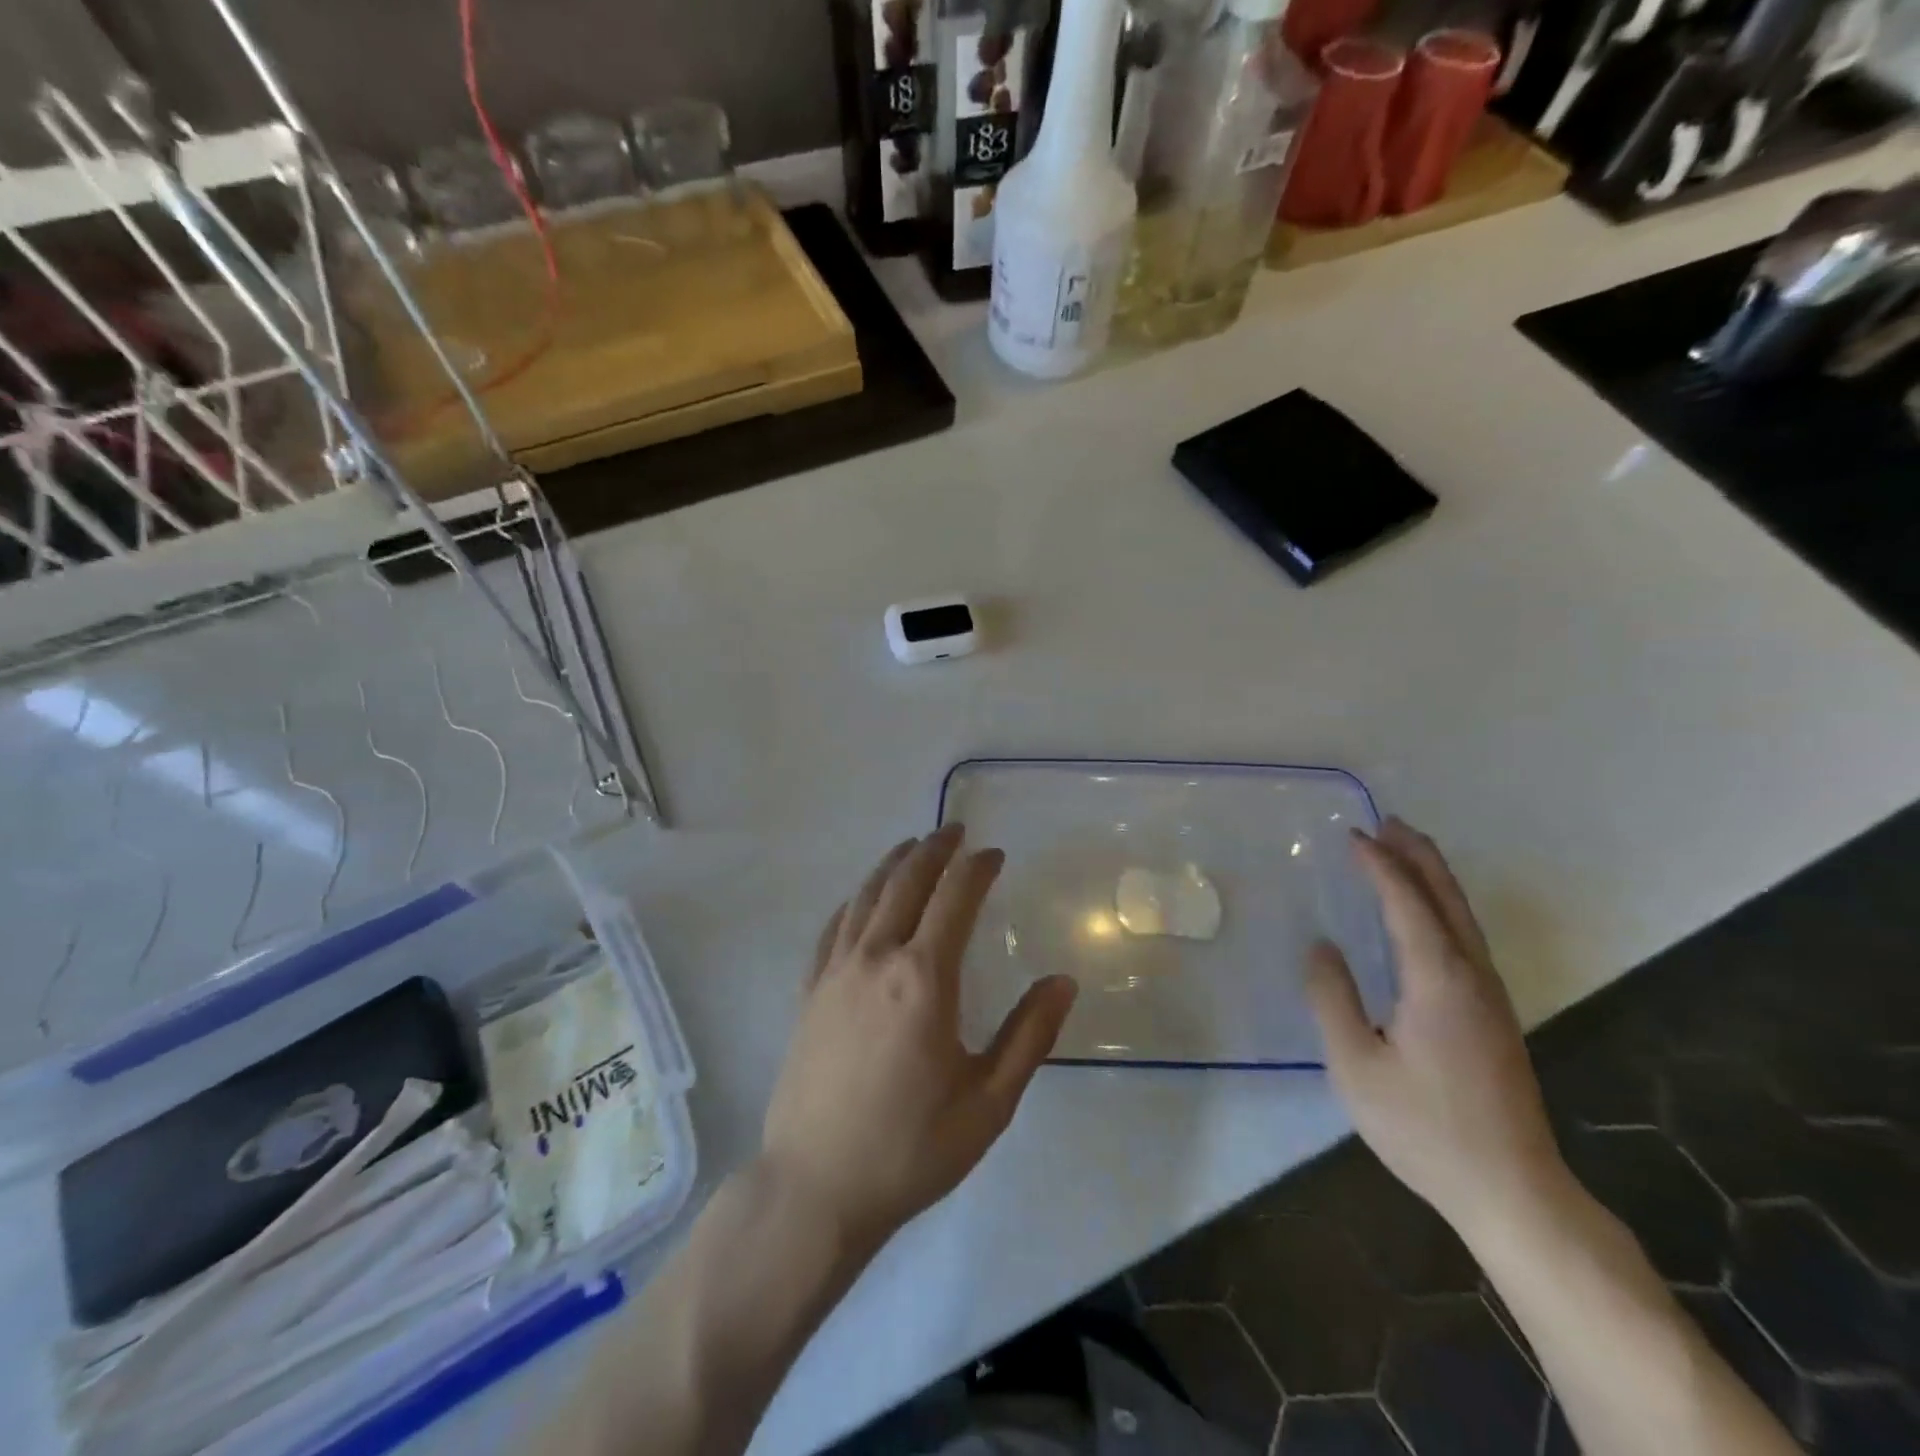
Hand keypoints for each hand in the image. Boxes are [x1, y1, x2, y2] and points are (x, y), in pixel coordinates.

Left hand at [761, 825, 1078, 1254]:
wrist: (815, 1188)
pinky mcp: (809, 991)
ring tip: (912, 846)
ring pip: (865, 896)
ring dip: (892, 864)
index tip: (993, 854)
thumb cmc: (911, 1148)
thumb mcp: (989, 1102)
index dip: (976, 868)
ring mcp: (835, 971)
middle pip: (905, 882)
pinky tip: (862, 899)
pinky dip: (854, 900)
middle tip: (954, 831)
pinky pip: (833, 927)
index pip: (955, 898)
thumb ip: (1029, 1036)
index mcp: (924, 978)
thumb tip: (1062, 982)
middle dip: (933, 849)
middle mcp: (876, 958)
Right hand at [1304, 818, 1567, 1240]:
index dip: (1380, 865)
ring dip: (1433, 877)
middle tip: (1389, 822)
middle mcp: (1472, 976)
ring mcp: (1491, 996)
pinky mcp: (1494, 1015)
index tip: (1352, 836)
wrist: (1513, 1191)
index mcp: (1438, 980)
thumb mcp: (1356, 1065)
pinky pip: (1466, 938)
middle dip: (1418, 856)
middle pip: (1447, 898)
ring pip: (1463, 917)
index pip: (1407, 903)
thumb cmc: (1425, 1127)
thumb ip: (1333, 998)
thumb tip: (1321, 946)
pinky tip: (1425, 916)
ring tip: (1406, 851)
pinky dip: (1441, 907)